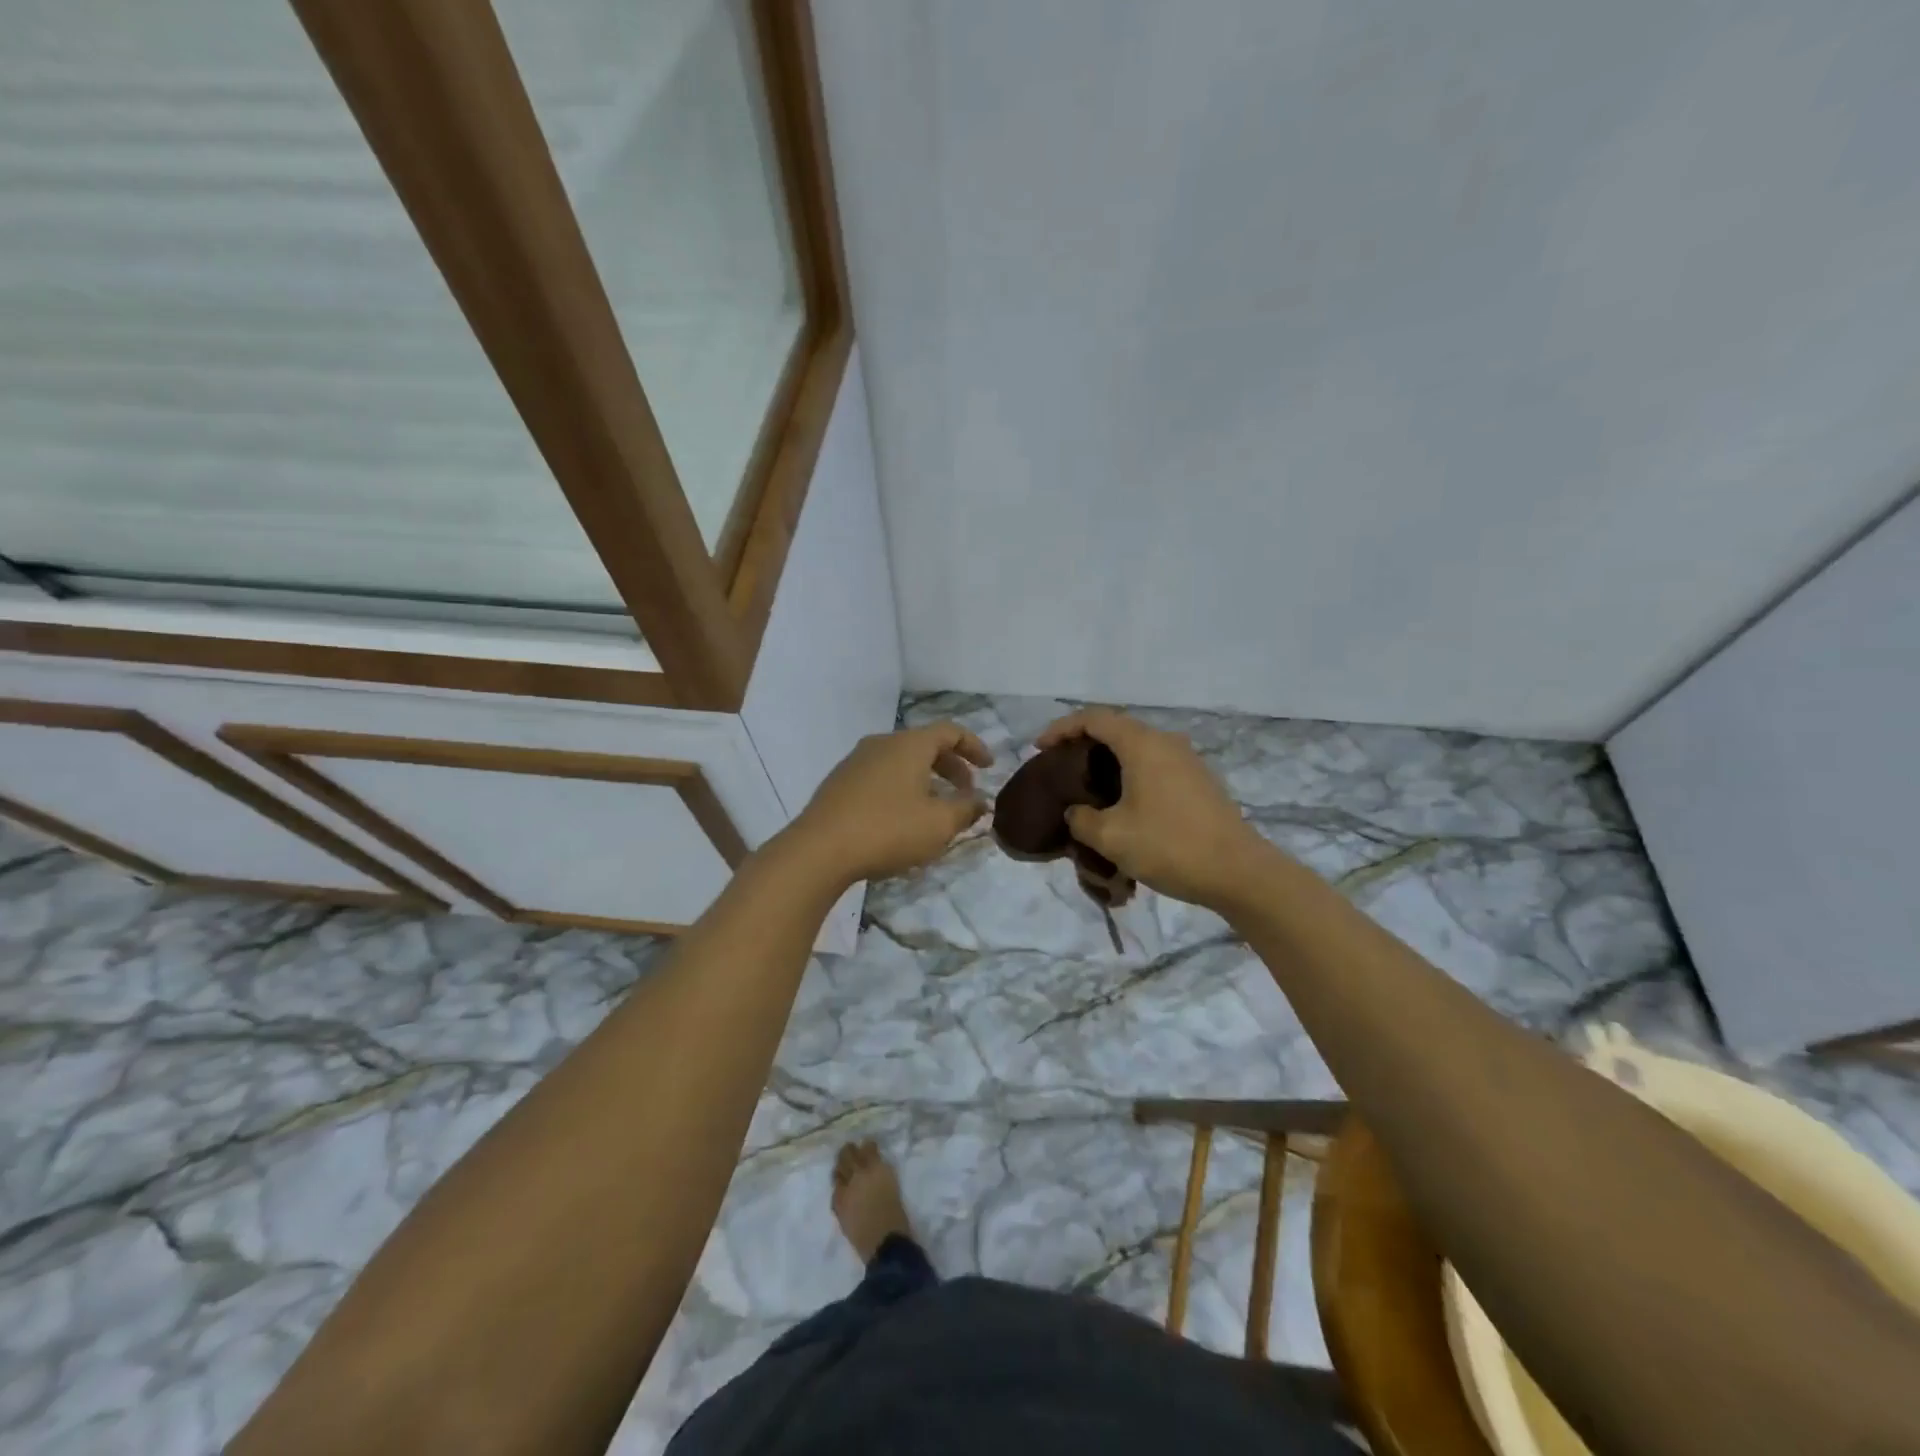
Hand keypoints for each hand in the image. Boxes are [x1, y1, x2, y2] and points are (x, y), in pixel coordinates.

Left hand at [785, 722, 992, 885]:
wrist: (819, 850)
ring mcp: (856, 761)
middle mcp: (882, 743)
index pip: (950, 732)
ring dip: (925, 779)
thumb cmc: (888, 830)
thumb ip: (966, 809)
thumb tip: (980, 802)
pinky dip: (902, 787)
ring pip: (901, 761)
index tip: (989, 768)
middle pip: (924, 745)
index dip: (974, 746)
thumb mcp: (939, 825)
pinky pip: (881, 776)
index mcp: (909, 745)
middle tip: (966, 791)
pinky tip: (902, 817)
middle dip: (951, 766)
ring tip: (936, 808)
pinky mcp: (839, 783)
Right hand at [1034, 708, 1268, 908]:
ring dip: (1109, 761)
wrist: (1239, 873)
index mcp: (1142, 744)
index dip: (1061, 728)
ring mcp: (1187, 761)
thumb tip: (1076, 812)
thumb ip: (1082, 819)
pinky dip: (1130, 774)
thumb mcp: (1111, 837)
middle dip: (1084, 743)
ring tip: (1087, 787)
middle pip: (1117, 729)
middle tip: (1060, 767)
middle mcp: (1166, 743)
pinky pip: (1155, 766)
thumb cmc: (1170, 846)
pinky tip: (1122, 803)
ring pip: (1138, 748)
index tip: (1039, 749)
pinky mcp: (1199, 782)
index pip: (1094, 719)